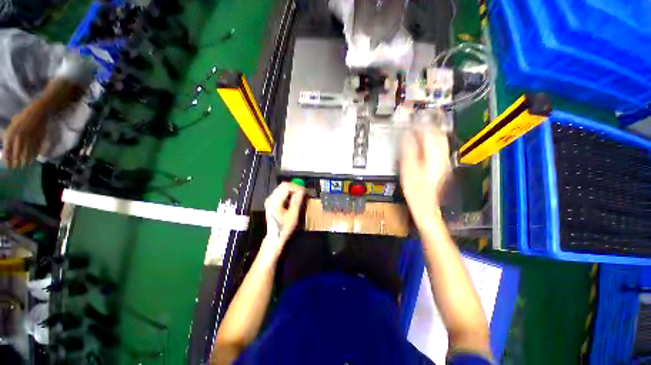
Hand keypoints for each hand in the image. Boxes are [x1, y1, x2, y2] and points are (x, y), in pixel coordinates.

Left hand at [3, 104, 48, 168]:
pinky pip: (36, 148)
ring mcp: (30, 138)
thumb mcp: (14, 123)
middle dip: (17, 161)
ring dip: (26, 159)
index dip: (8, 159)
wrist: (38, 111)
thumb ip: (10, 134)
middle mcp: (20, 137)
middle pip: (17, 153)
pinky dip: (35, 153)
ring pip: (27, 152)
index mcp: (12, 133)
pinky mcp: (38, 138)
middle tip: (16, 168)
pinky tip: (34, 157)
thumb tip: (8, 146)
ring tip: (25, 165)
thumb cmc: (24, 116)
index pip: (8, 149)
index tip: (9, 166)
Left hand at [260, 182, 305, 259]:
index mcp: (274, 202)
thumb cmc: (283, 228)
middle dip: (294, 187)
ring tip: (299, 195)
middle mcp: (270, 199)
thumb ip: (297, 201)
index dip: (296, 187)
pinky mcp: (272, 201)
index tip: (304, 190)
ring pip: (282, 187)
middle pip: (283, 185)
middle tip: (303, 192)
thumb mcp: (293, 215)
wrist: (275, 236)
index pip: (286, 187)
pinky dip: (288, 192)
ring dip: (292, 189)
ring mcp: (270, 199)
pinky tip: (293, 198)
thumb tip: (302, 191)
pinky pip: (281, 191)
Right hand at [400, 127, 450, 224]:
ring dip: (430, 132)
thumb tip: (408, 136)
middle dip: (428, 125)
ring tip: (419, 129)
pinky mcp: (441, 166)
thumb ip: (409, 150)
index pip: (430, 133)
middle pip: (438, 135)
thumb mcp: (408, 170)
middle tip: (417, 121)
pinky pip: (438, 149)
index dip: (420, 124)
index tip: (412, 119)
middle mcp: (442, 157)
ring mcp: (443, 162)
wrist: (426, 206)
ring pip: (440, 141)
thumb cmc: (416, 191)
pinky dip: (430, 142)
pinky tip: (423, 143)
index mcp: (434, 157)